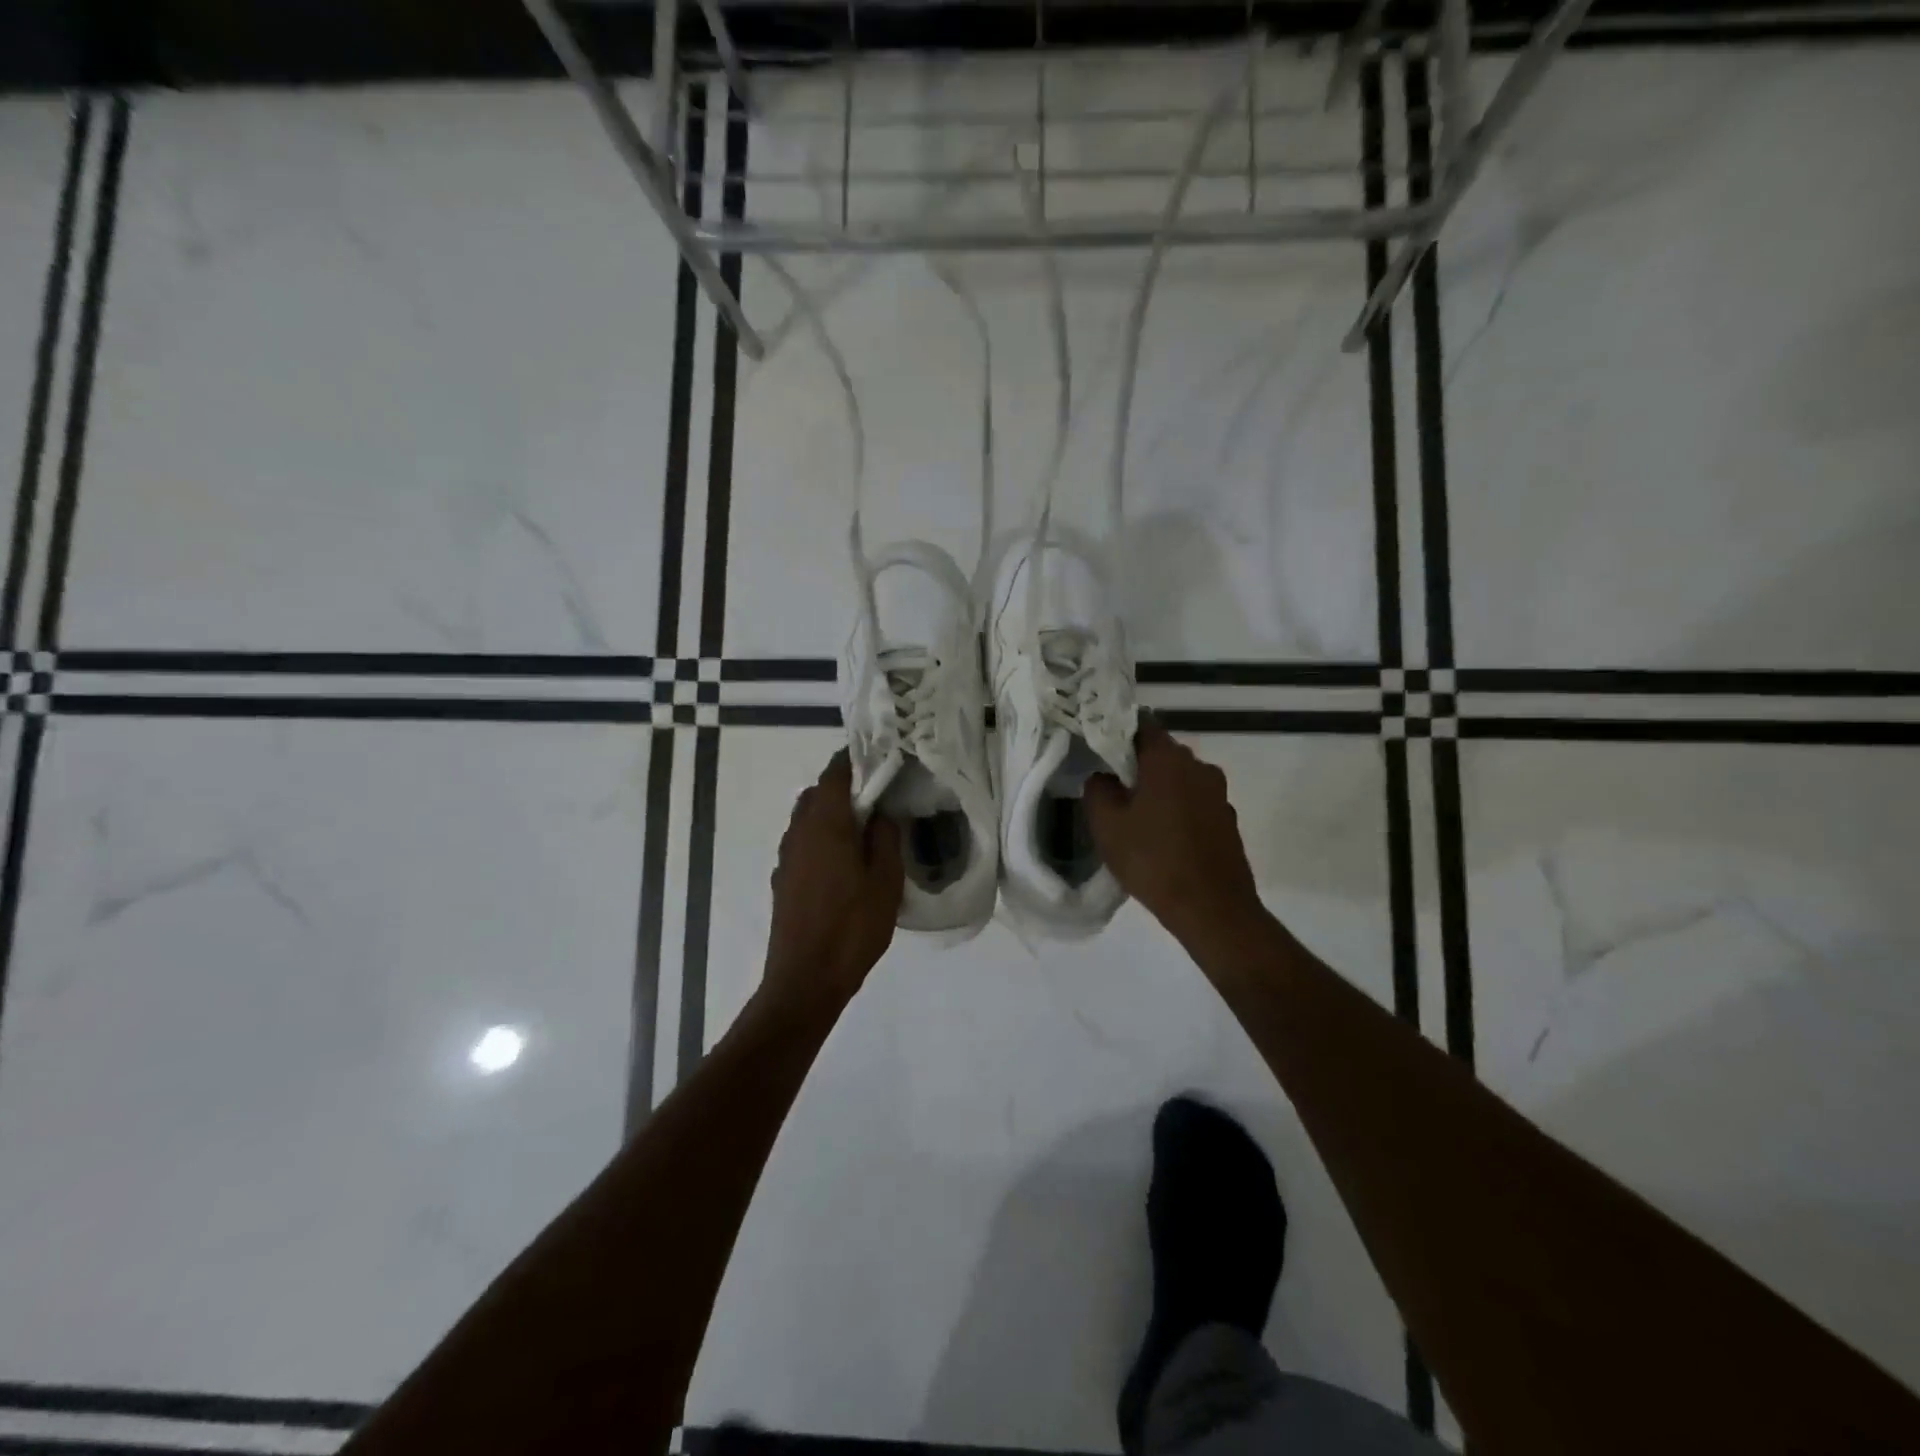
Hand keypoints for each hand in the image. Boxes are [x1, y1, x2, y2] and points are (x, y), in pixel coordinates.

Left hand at [762, 750, 904, 1012]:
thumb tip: (880, 812)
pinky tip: (844, 862)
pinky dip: (821, 837)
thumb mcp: (885, 881)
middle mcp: (798, 832)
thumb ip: (885, 838)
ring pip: (806, 818)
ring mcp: (786, 857)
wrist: (805, 979)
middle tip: (877, 797)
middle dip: (843, 787)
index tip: (878, 757)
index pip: (834, 773)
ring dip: (831, 813)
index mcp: (824, 825)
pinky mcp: (782, 879)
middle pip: (817, 793)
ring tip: (864, 829)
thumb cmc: (852, 927)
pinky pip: (802, 842)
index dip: (854, 759)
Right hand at [1085, 720, 1263, 945]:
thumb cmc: (1153, 860)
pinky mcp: (1227, 819)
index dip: (1118, 732)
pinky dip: (1178, 810)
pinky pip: (1195, 803)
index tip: (1100, 749)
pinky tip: (1162, 837)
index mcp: (1168, 759)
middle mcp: (1199, 766)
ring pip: (1180, 779)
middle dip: (1137, 765)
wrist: (1212, 909)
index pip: (1141, 724)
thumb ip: (1097, 789)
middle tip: (1112, 787)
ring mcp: (1218, 793)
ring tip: (1135, 817)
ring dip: (1159, 790)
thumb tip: (1103, 776)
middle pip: (1162, 753)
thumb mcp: (1107, 825)